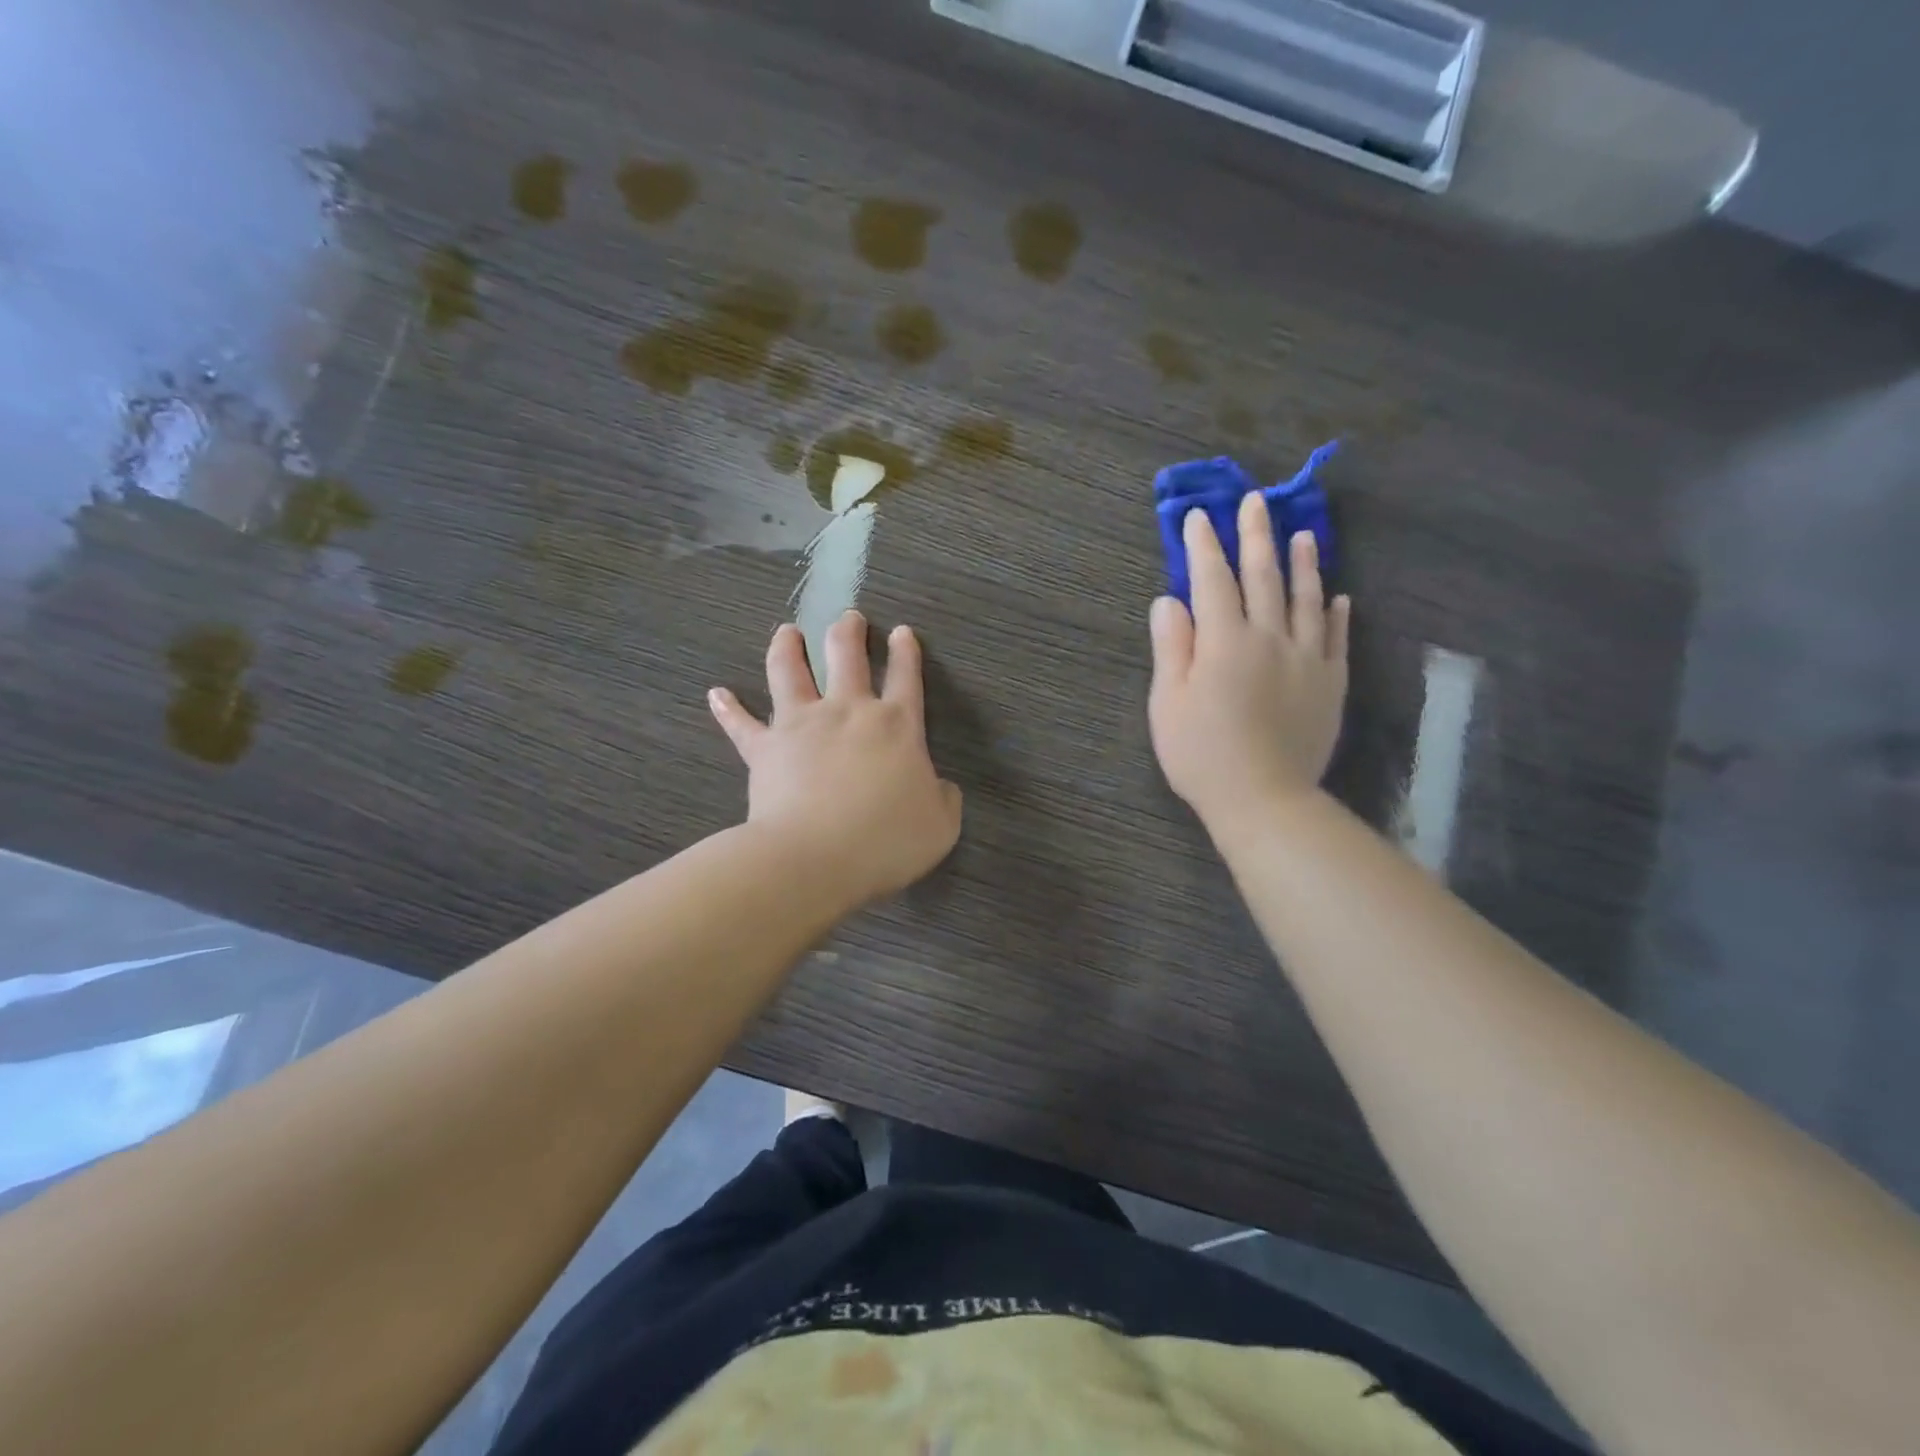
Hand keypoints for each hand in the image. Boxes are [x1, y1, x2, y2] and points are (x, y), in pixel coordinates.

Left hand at [709, 612, 962, 906]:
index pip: (905, 677)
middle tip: (848, 617)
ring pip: (790, 672)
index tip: (902, 632)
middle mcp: (847, 712)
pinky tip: (716, 693)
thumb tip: (942, 786)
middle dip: (848, 632)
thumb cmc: (885, 842)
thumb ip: (945, 799)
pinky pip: (741, 724)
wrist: (814, 859)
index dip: (906, 652)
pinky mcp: (764, 748)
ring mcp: (801, 725)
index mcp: (896, 726)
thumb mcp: (940, 826)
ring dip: (788, 648)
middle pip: (845, 657)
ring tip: (787, 632)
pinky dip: (728, 708)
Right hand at [1148, 494, 1350, 830]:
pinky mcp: (1331, 683)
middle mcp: (1270, 637)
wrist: (1263, 798)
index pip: (1212, 580)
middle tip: (1255, 502)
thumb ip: (1171, 646)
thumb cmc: (1202, 753)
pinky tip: (1337, 597)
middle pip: (1263, 577)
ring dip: (1303, 563)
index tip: (1198, 516)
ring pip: (1306, 599)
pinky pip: (1335, 638)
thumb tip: (1169, 600)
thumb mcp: (1167, 702)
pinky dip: (1335, 614)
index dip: (1203, 546)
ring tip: (1303, 534)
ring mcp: (1307, 659)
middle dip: (1256, 536)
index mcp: (1224, 641)